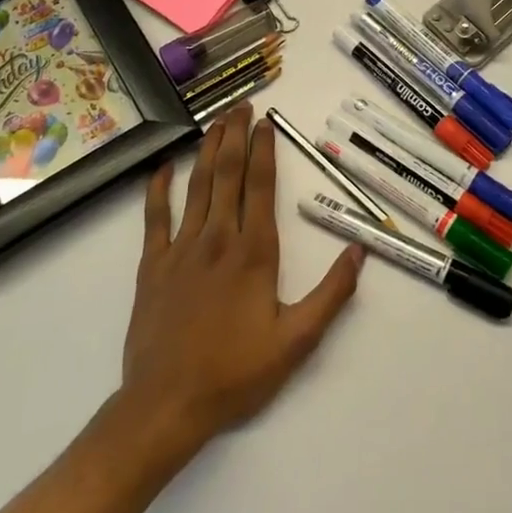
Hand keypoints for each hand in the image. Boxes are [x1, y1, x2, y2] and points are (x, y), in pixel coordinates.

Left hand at [120, 105, 362, 451]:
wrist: (165, 407)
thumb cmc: (235, 374)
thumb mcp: (297, 341)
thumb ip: (331, 294)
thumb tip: (359, 250)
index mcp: (254, 252)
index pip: (261, 186)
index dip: (265, 149)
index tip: (267, 122)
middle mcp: (218, 239)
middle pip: (228, 174)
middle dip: (236, 136)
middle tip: (242, 105)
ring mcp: (181, 249)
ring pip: (197, 187)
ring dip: (208, 150)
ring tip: (216, 121)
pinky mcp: (152, 266)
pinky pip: (154, 218)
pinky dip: (158, 190)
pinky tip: (165, 167)